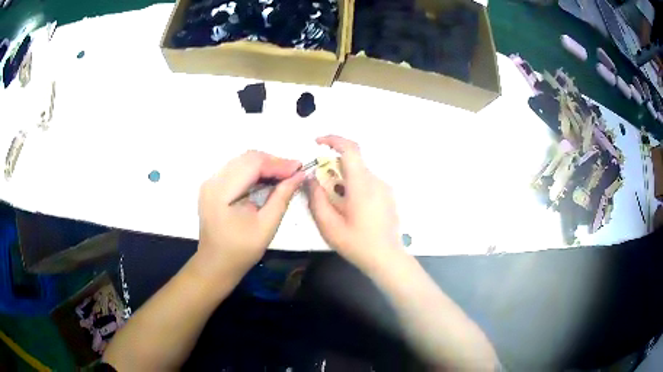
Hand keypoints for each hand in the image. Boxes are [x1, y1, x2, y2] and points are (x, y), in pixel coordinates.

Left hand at [196, 151, 304, 278]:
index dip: (278, 163)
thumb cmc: (241, 251)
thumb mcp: (266, 226)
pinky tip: (268, 179)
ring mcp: (210, 182)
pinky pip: (237, 169)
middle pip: (247, 158)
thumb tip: (299, 175)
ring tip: (284, 175)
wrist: (216, 263)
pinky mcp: (213, 186)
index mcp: (221, 192)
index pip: (252, 164)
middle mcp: (212, 180)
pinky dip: (255, 171)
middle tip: (294, 172)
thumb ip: (282, 197)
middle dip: (273, 162)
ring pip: (242, 161)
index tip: (300, 168)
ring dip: (265, 165)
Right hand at [307, 135, 402, 269]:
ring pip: (360, 172)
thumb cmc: (357, 244)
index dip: (333, 140)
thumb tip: (312, 178)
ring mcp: (385, 188)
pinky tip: (351, 209)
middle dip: (333, 165)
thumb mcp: (328, 225)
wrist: (386, 258)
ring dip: (344, 178)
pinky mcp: (388, 195)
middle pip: (353, 161)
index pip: (350, 149)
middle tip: (321, 185)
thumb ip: (317, 198)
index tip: (317, 142)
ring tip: (336, 203)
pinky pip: (368, 182)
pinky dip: (354, 185)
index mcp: (362, 185)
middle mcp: (376, 181)